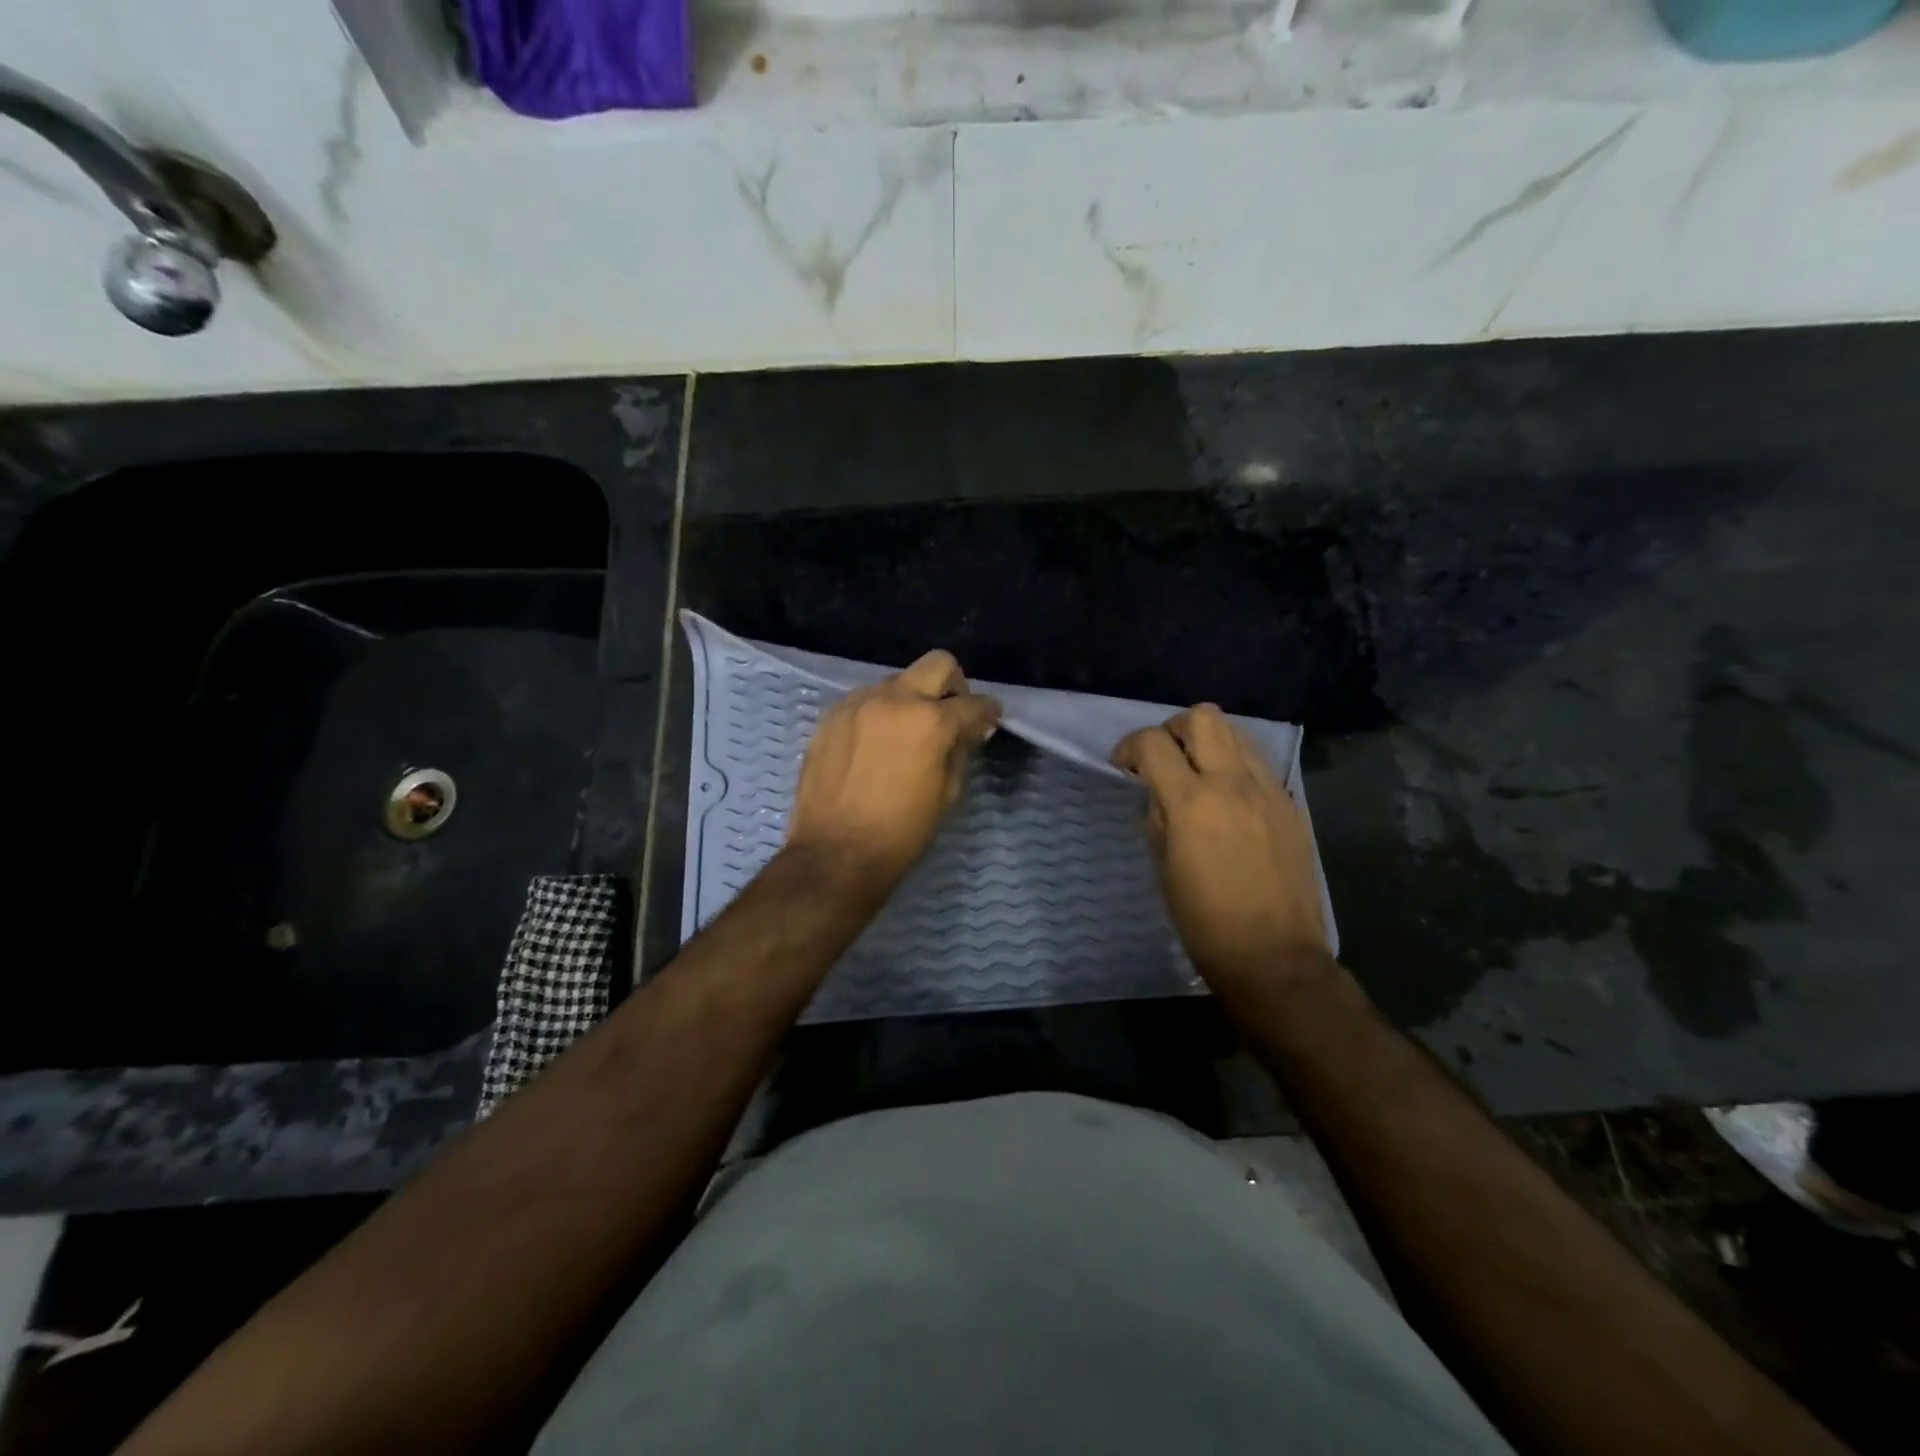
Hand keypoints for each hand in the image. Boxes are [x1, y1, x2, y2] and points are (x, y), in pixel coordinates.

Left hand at [785, 650, 1001, 888]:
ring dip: (911, 699)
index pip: (973, 703)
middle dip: (953, 685)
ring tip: (907, 733)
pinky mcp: (831, 716)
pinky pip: (865, 699)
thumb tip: (971, 728)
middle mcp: (894, 699)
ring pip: (897, 681)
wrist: (835, 854)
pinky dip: (880, 712)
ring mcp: (858, 703)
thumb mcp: (947, 795)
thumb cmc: (901, 833)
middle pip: (937, 664)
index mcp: (930, 721)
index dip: (988, 713)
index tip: (988, 722)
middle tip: (951, 714)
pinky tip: (875, 743)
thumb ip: (961, 750)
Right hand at [1112, 704, 1327, 984]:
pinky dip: (1236, 765)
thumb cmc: (1204, 922)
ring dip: (1208, 742)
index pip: (1152, 743)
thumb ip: (1157, 818)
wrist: (1274, 957)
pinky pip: (1259, 763)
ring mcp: (1268, 790)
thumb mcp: (1164, 868)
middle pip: (1202, 716)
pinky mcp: (1291, 804)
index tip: (1123, 767)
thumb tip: (1157, 795)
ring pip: (1236, 732)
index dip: (1128, 747)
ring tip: (1197, 773)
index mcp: (1192, 802)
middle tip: (1163, 758)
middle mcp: (1232, 783)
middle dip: (1173, 729)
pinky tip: (1229, 798)